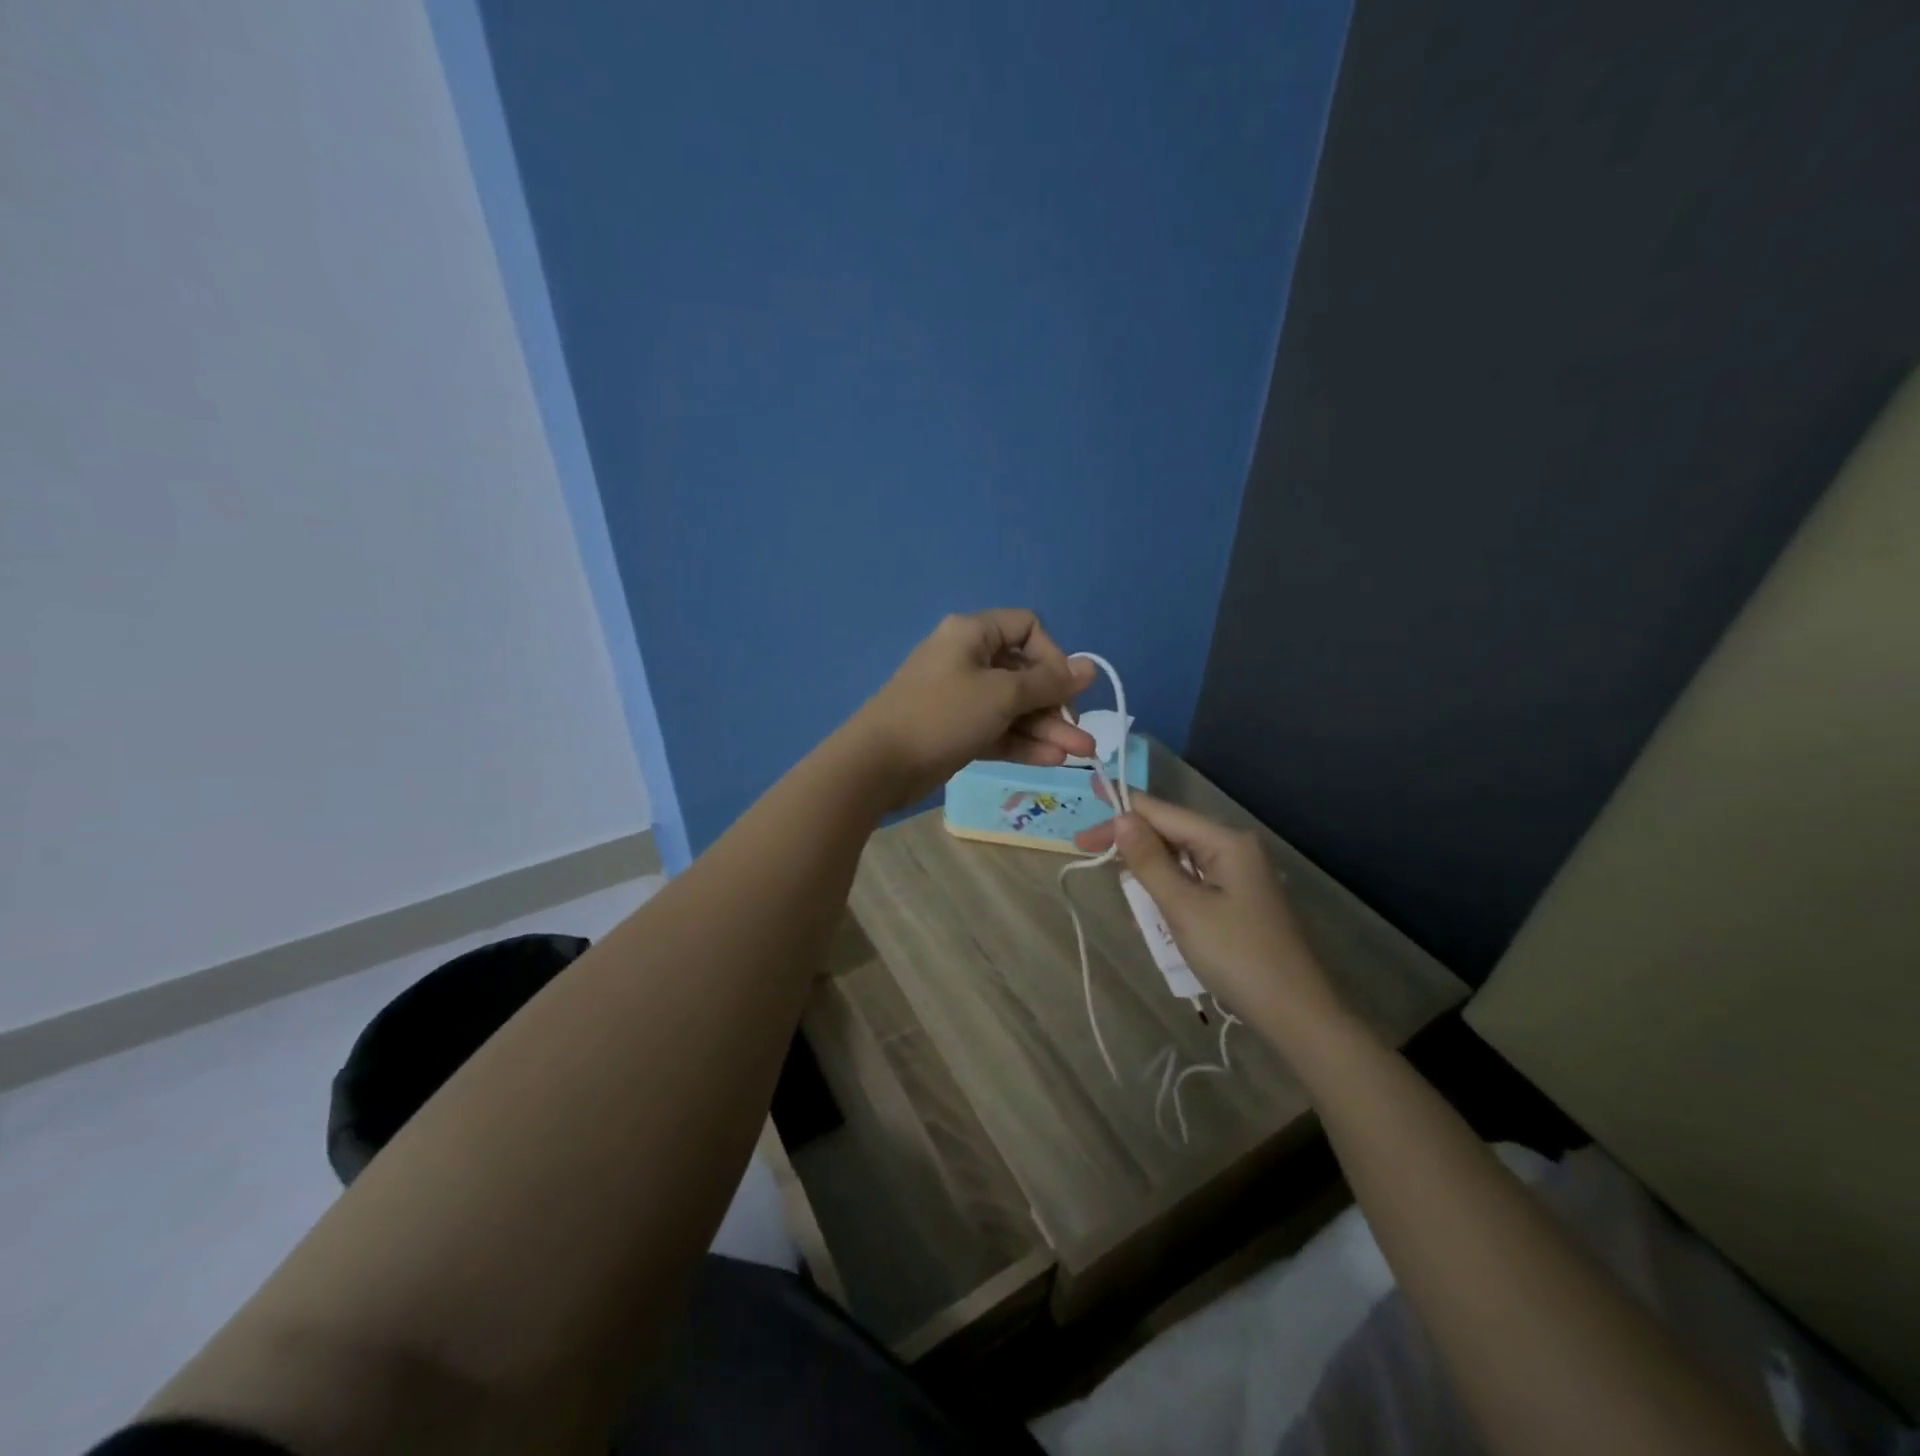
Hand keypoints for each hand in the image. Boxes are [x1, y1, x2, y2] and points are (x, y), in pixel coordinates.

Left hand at [849, 610, 1096, 806]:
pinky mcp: (956, 729)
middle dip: (1056, 705)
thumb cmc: (942, 714)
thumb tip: (1089, 667)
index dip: (1053, 655)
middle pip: (1024, 674)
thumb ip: (1048, 683)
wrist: (878, 763)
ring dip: (1047, 729)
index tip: (1065, 688)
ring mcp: (961, 697)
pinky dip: (1023, 742)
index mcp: (973, 634)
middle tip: (1084, 738)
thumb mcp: (1002, 695)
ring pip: (1013, 707)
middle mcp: (968, 659)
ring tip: (1080, 756)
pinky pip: (997, 729)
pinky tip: (1052, 761)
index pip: (1026, 628)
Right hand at [1075, 792, 1345, 1042]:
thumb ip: (1149, 861)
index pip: (1162, 813)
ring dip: (1148, 876)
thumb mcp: (1183, 907)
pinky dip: (1167, 895)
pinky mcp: (1236, 900)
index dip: (1121, 810)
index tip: (1085, 806)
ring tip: (1123, 896)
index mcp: (1225, 842)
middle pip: (1169, 834)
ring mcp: (1237, 875)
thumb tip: (1121, 817)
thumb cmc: (1236, 955)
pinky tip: (1150, 917)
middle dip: (1130, 845)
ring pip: (1177, 861)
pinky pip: (1191, 884)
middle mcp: (1233, 849)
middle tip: (1084, 850)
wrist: (1294, 1013)